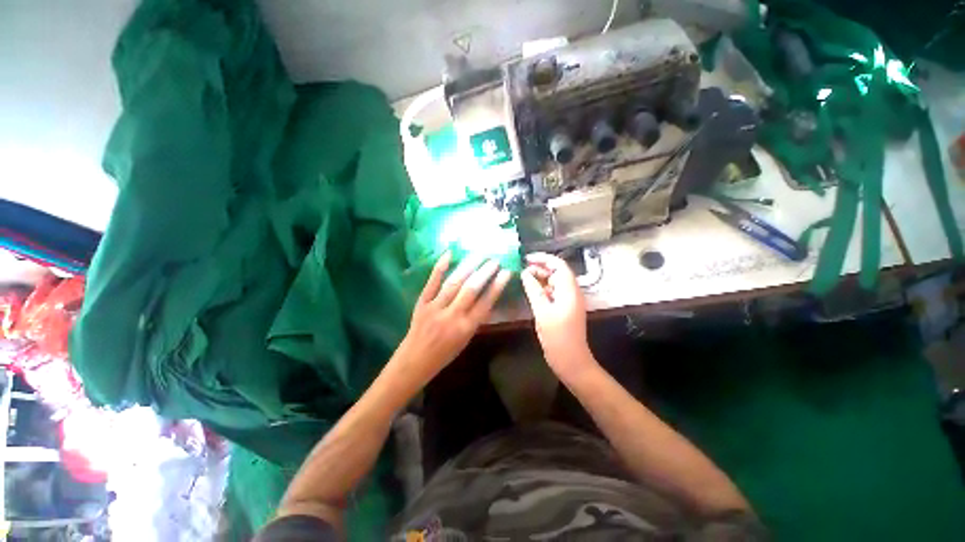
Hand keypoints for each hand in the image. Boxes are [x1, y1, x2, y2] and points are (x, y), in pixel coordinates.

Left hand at [397, 251, 511, 382]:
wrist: (415, 360)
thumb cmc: (445, 353)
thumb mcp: (466, 339)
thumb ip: (476, 318)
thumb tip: (487, 297)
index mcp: (466, 328)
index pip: (485, 303)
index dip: (497, 286)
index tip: (506, 272)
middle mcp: (452, 316)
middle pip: (471, 289)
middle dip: (484, 272)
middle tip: (494, 260)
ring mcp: (435, 308)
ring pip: (454, 282)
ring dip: (468, 266)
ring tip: (479, 254)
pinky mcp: (422, 302)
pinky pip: (432, 282)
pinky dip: (440, 267)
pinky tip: (449, 254)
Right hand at [520, 253, 597, 381]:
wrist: (571, 361)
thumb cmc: (557, 337)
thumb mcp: (542, 312)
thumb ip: (533, 290)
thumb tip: (525, 272)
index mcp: (570, 290)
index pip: (559, 265)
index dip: (543, 258)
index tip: (526, 258)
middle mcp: (572, 292)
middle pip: (557, 272)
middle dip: (540, 267)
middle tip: (522, 269)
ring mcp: (569, 300)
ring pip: (555, 282)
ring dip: (541, 278)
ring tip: (524, 278)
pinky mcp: (564, 308)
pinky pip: (554, 292)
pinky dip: (543, 289)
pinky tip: (532, 291)